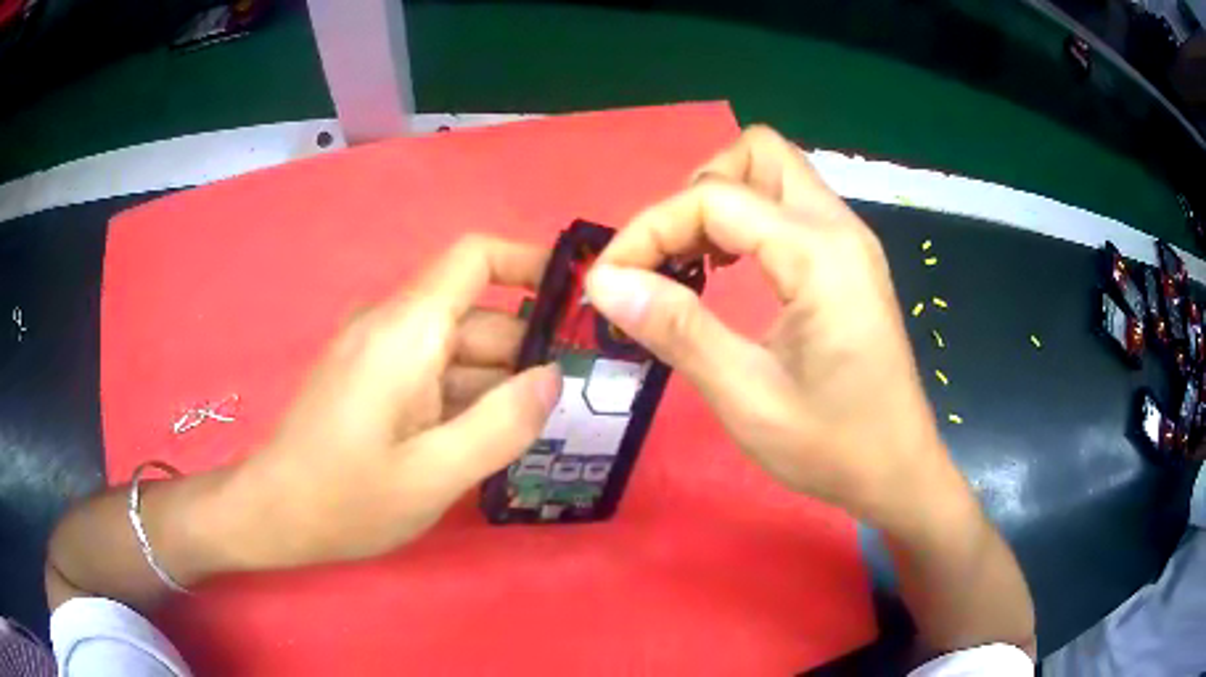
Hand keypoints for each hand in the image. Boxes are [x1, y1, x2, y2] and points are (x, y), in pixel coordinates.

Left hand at [217, 236, 560, 569]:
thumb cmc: (347, 498)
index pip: (475, 258)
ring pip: (457, 348)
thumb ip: (502, 424)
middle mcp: (392, 326)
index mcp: (406, 331)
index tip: (577, 301)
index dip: (530, 263)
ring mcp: (379, 352)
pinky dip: (467, 395)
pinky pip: (433, 371)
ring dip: (500, 380)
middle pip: (477, 314)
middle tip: (579, 394)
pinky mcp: (372, 378)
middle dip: (529, 348)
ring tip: (544, 425)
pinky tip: (492, 437)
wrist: (273, 513)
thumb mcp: (435, 475)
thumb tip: (554, 377)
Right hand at [586, 127, 947, 521]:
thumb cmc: (832, 446)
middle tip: (669, 259)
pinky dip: (746, 222)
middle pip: (757, 154)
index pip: (714, 198)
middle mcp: (838, 227)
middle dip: (696, 192)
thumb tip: (606, 282)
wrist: (898, 470)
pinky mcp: (847, 260)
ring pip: (773, 174)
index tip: (609, 282)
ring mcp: (848, 240)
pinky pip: (788, 208)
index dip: (649, 230)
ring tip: (693, 266)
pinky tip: (730, 274)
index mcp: (819, 254)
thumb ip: (678, 331)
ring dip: (721, 204)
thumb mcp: (747, 399)